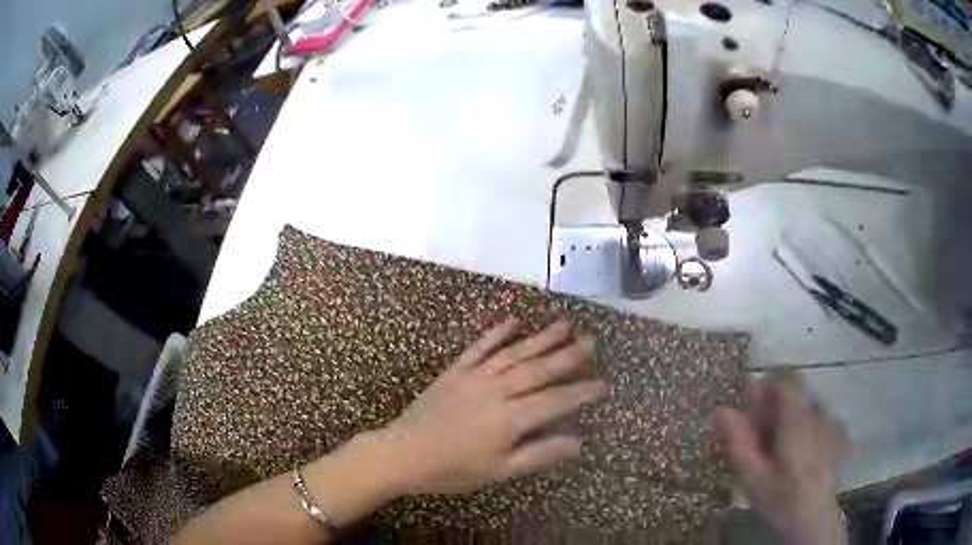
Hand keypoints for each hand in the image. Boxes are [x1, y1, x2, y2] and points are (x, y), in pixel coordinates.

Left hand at [376, 317, 607, 494]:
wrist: (403, 453)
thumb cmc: (452, 469)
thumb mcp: (500, 470)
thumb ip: (540, 453)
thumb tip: (578, 442)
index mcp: (510, 418)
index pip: (556, 400)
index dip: (582, 392)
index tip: (604, 384)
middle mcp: (497, 390)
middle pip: (539, 369)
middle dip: (568, 355)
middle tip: (591, 341)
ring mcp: (475, 376)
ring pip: (515, 353)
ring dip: (541, 337)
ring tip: (564, 324)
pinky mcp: (456, 370)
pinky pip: (480, 347)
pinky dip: (498, 333)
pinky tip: (513, 321)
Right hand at [713, 371, 848, 544]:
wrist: (815, 518)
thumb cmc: (781, 499)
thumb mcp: (753, 477)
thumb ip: (738, 441)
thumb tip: (720, 410)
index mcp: (796, 418)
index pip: (782, 382)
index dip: (763, 391)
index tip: (748, 413)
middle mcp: (815, 412)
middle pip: (792, 393)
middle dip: (771, 408)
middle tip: (757, 439)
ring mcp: (827, 422)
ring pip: (802, 406)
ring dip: (785, 418)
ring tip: (774, 451)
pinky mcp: (833, 434)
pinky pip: (812, 418)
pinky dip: (798, 428)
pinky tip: (792, 456)